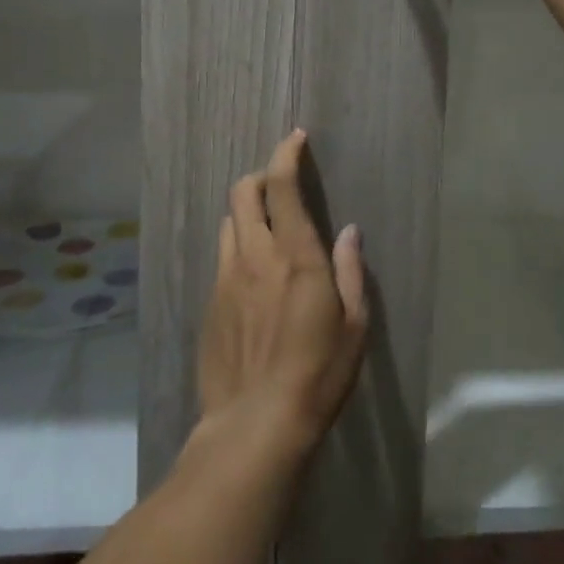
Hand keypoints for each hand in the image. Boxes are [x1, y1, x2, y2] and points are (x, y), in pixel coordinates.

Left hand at [197, 130, 368, 459]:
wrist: (255, 426)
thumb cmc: (318, 374)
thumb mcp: (354, 325)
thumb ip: (351, 271)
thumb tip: (349, 232)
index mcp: (295, 255)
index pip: (282, 185)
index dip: (286, 154)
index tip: (296, 138)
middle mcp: (255, 255)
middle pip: (244, 192)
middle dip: (260, 176)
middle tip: (279, 184)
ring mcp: (226, 279)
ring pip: (229, 222)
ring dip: (247, 212)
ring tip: (266, 229)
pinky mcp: (210, 304)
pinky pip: (222, 258)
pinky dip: (238, 248)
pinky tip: (252, 276)